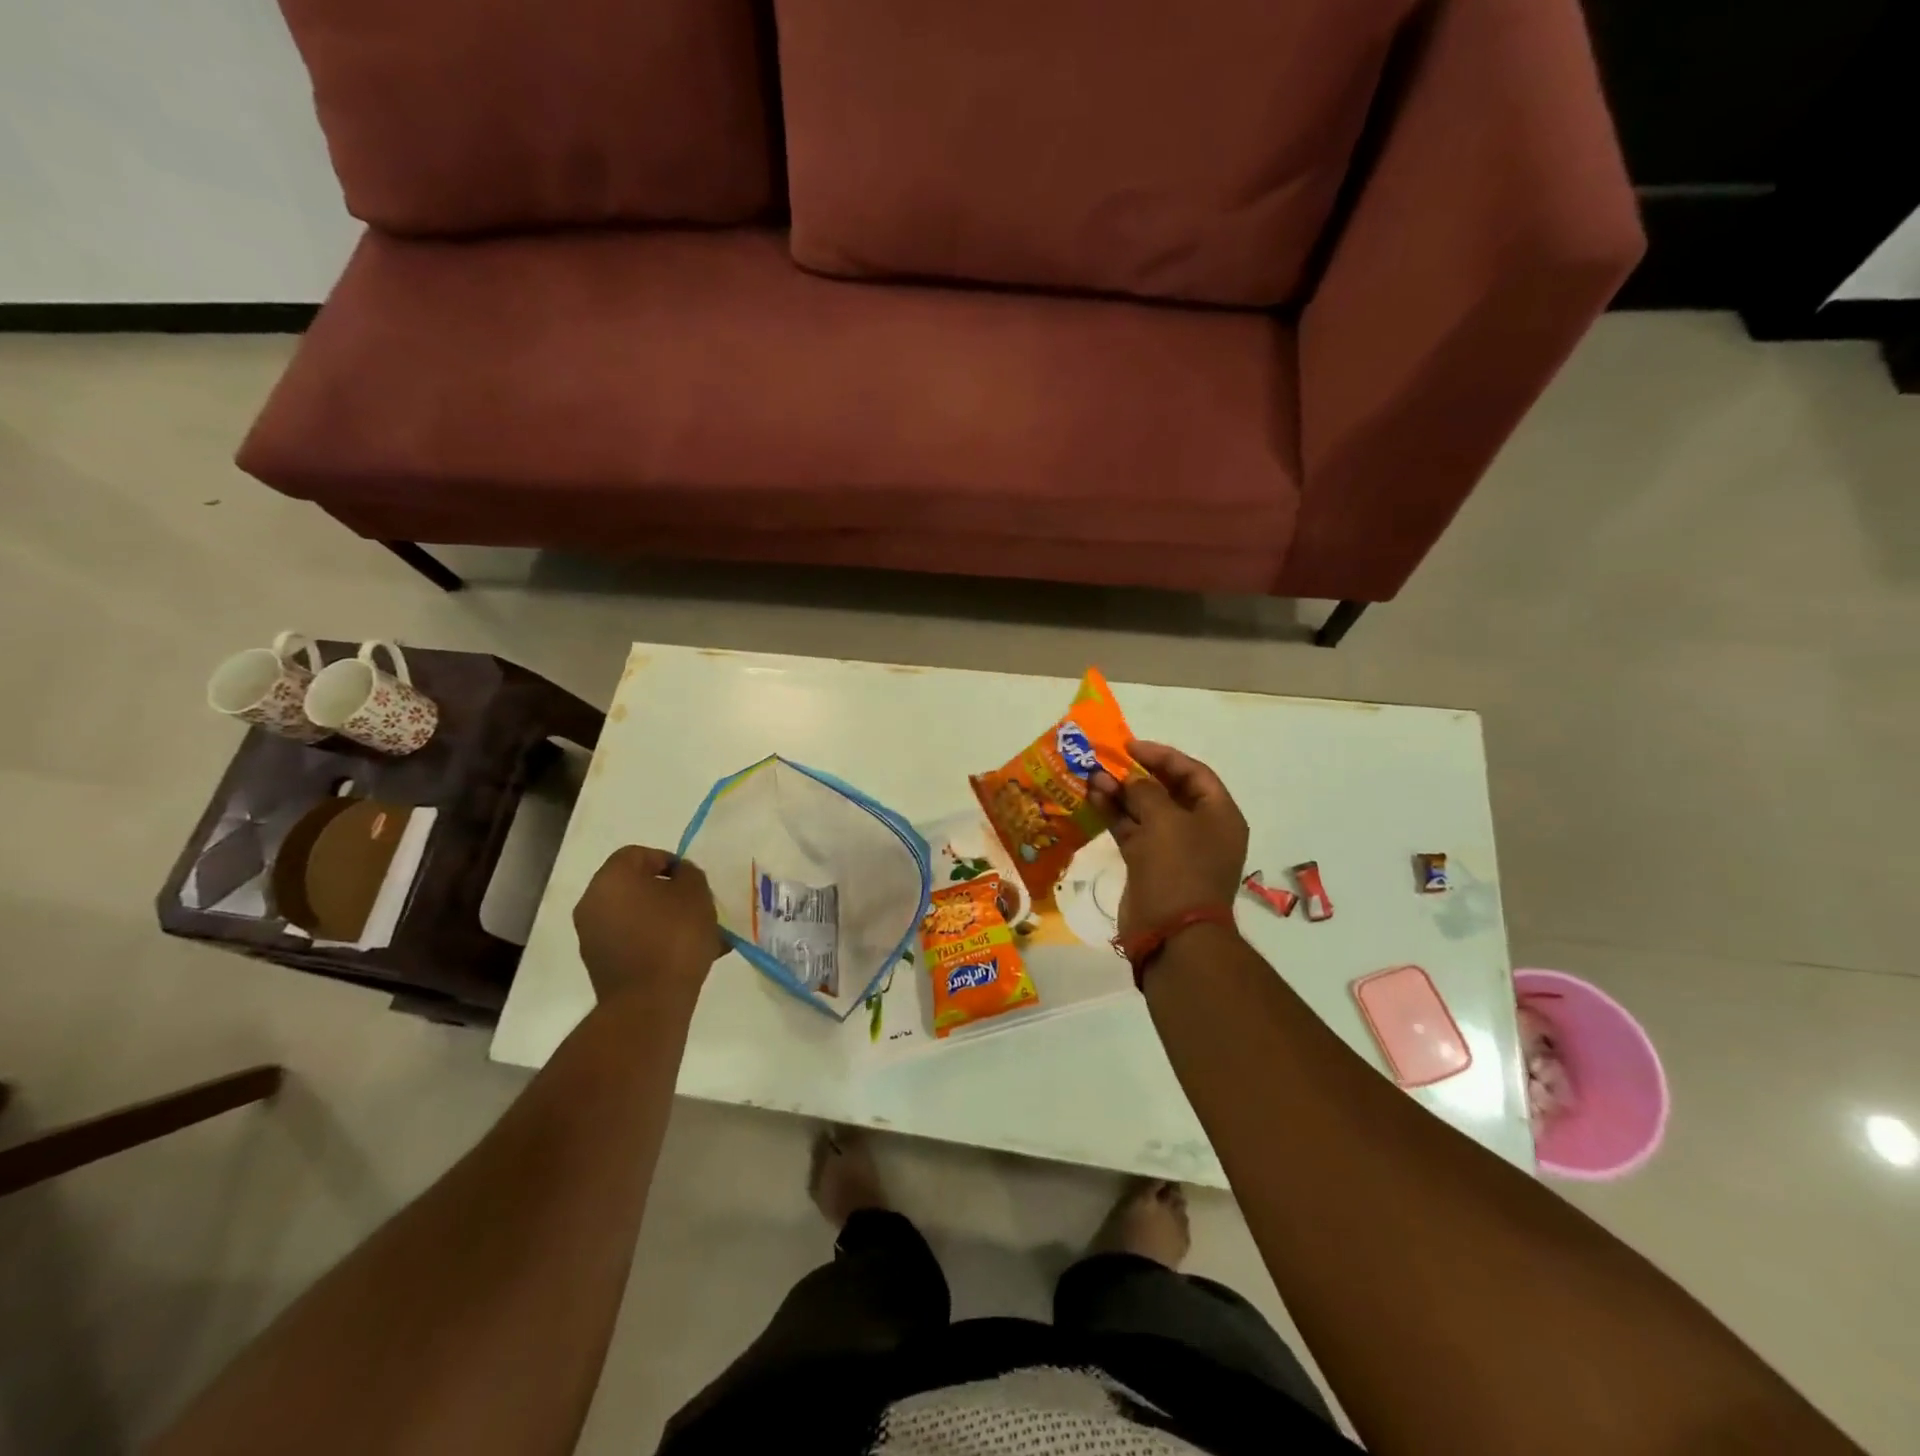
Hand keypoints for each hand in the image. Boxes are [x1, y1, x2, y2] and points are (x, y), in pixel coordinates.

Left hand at [573, 845, 722, 1002]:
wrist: (648, 1003)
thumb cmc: (674, 937)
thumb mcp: (696, 893)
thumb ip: (688, 874)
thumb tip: (678, 876)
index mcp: (611, 879)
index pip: (637, 854)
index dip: (667, 860)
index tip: (690, 879)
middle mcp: (592, 903)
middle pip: (633, 886)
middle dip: (665, 892)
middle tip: (694, 905)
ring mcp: (591, 936)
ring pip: (633, 915)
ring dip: (660, 918)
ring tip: (694, 934)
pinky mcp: (599, 964)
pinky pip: (630, 940)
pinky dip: (652, 940)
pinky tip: (680, 955)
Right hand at [1089, 741, 1247, 941]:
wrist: (1171, 934)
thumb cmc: (1178, 869)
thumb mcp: (1165, 820)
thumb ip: (1145, 790)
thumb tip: (1129, 778)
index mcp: (1219, 816)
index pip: (1193, 773)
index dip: (1162, 756)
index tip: (1130, 746)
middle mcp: (1200, 829)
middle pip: (1169, 791)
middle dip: (1137, 775)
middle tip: (1108, 760)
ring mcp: (1174, 849)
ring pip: (1146, 811)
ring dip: (1121, 793)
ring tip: (1092, 777)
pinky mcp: (1150, 865)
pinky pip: (1133, 831)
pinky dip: (1115, 815)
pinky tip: (1093, 799)